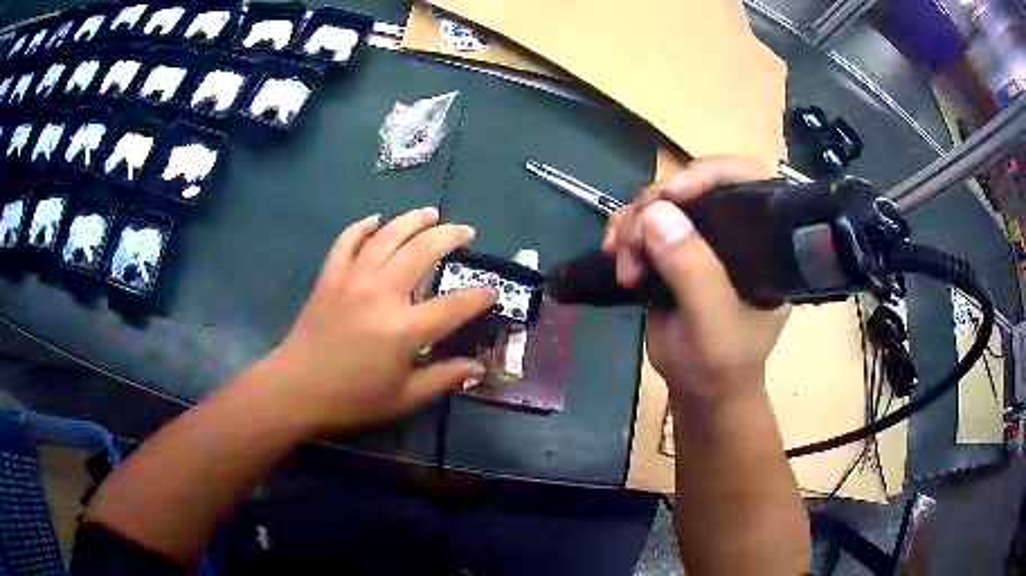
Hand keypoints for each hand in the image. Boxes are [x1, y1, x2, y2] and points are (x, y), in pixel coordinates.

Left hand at [256, 207, 496, 433]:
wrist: (296, 389)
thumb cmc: (352, 399)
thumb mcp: (403, 398)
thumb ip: (442, 378)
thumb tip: (477, 368)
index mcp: (403, 329)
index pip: (453, 305)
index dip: (478, 296)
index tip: (492, 290)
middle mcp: (381, 293)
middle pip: (422, 252)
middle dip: (449, 236)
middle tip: (465, 231)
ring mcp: (352, 279)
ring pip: (387, 236)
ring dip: (411, 220)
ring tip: (430, 213)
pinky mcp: (330, 276)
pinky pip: (347, 241)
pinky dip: (361, 227)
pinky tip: (375, 220)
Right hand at [603, 157, 787, 402]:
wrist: (700, 391)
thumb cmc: (722, 364)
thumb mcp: (713, 324)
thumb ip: (694, 272)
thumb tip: (657, 213)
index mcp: (764, 242)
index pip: (749, 182)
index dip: (712, 173)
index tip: (674, 192)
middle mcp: (735, 231)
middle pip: (694, 186)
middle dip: (657, 205)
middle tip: (633, 243)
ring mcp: (702, 239)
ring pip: (662, 202)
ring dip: (633, 223)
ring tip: (624, 264)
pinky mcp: (673, 250)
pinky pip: (643, 222)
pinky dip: (623, 232)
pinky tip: (615, 255)